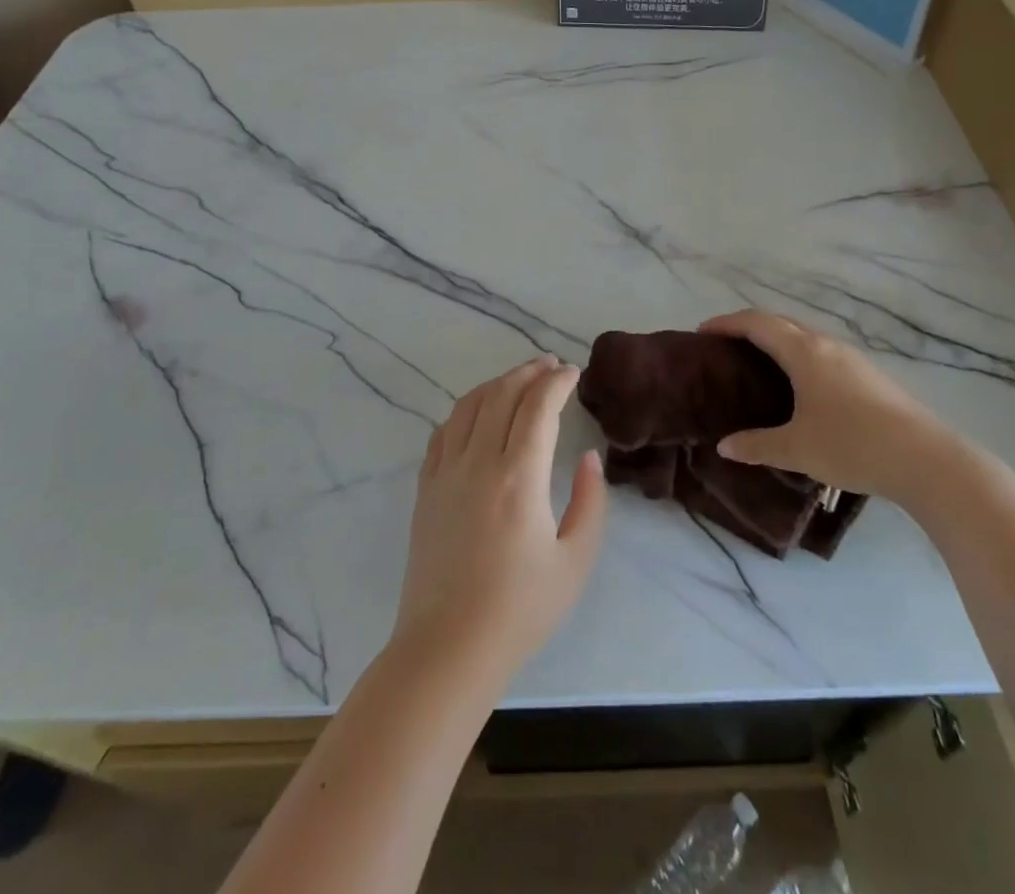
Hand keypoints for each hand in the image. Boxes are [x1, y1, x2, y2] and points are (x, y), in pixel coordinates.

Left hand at [392, 356, 607, 684]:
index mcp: (518, 478)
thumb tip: (587, 458)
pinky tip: (476, 412)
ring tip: (518, 378)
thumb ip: (589, 502)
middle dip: (529, 372)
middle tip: (549, 365)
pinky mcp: (426, 489)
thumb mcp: (574, 562)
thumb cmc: (519, 610)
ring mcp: (446, 473)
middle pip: (502, 396)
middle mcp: (478, 463)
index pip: (537, 408)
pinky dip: (464, 410)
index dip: (556, 382)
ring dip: (496, 384)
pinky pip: (443, 432)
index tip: (572, 373)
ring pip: (469, 406)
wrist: (447, 649)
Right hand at [701, 310, 958, 504]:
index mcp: (804, 352)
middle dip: (749, 328)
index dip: (726, 323)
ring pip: (805, 338)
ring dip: (777, 342)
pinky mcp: (870, 377)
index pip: (757, 324)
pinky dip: (799, 357)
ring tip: (758, 366)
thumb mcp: (797, 449)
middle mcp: (827, 346)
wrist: (927, 459)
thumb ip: (757, 445)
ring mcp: (853, 359)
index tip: (702, 332)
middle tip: (725, 348)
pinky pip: (822, 354)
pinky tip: (800, 388)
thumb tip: (724, 447)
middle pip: (781, 323)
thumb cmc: (853, 445)